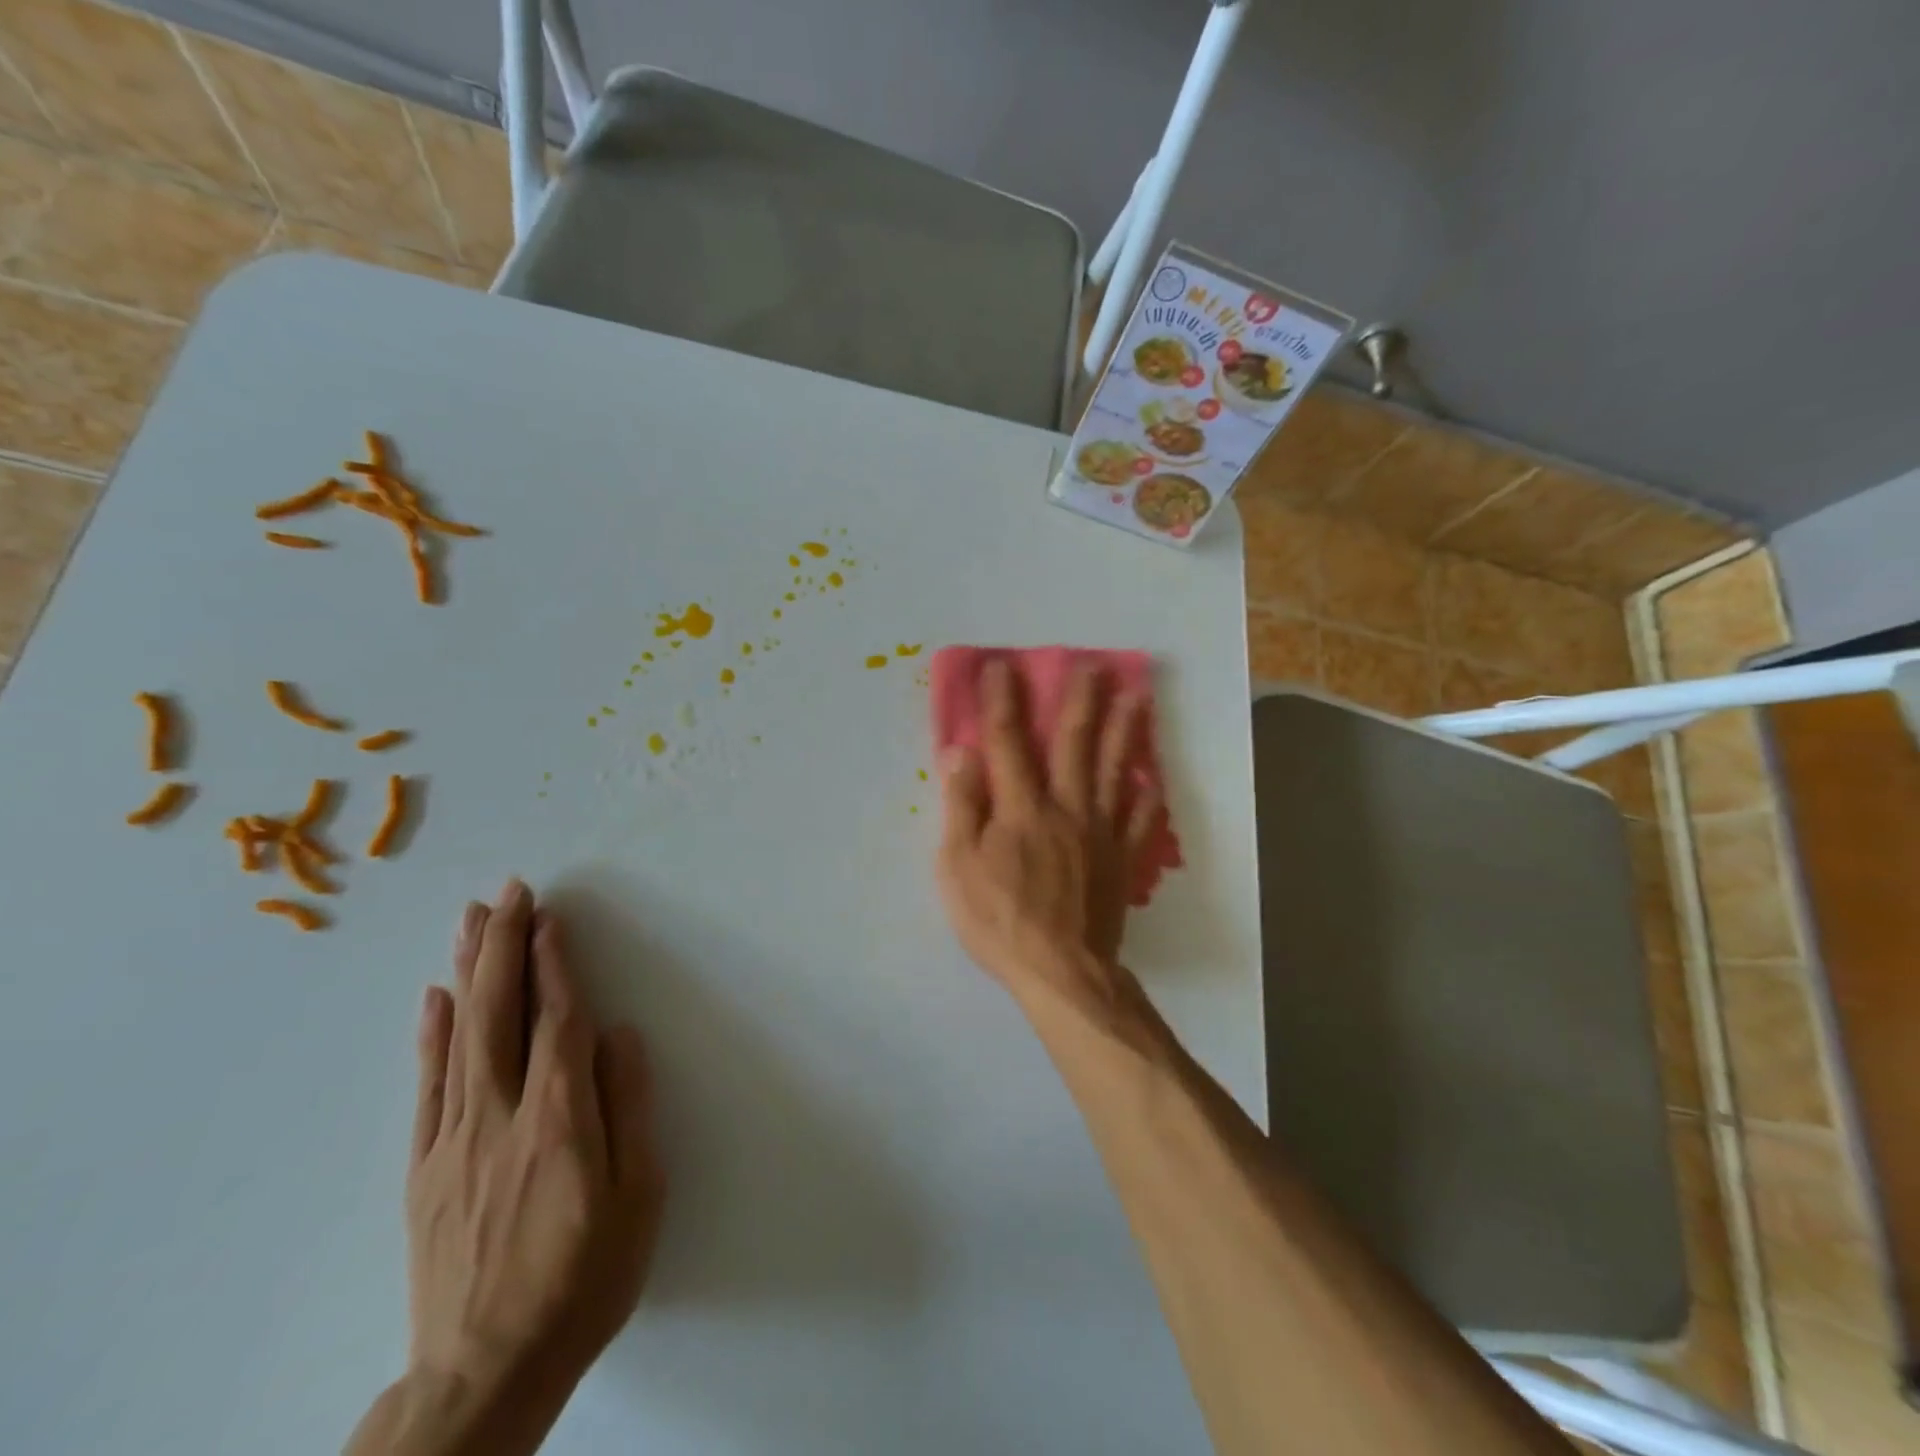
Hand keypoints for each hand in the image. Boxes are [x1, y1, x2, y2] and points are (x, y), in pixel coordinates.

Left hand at [405, 881, 664, 1428]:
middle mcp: (499, 1115)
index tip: (550, 916)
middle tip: (510, 891)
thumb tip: (622, 1036)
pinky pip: (425, 1085)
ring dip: (468, 970)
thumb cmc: (583, 1279)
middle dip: (506, 944)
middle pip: (500, 1012)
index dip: (555, 963)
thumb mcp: (638, 1198)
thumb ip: (630, 1109)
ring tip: (471, 919)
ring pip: (458, 1036)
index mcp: (559, 1120)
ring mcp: (452, 1140)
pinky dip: (430, 1034)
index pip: (558, 1020)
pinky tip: (435, 997)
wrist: (485, 1374)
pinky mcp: (423, 1168)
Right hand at [935, 658, 1162, 1008]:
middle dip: (1079, 701)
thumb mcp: (959, 868)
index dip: (1002, 702)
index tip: (1002, 666)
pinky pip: (1138, 820)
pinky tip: (1153, 778)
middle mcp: (1065, 808)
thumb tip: (961, 753)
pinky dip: (1147, 797)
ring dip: (1123, 731)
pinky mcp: (1120, 860)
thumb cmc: (1000, 921)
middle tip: (1092, 664)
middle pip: (1073, 744)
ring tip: (1136, 697)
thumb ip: (962, 807)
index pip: (1008, 743)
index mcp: (1021, 808)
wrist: (1061, 971)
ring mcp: (1099, 832)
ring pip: (1113, 770)